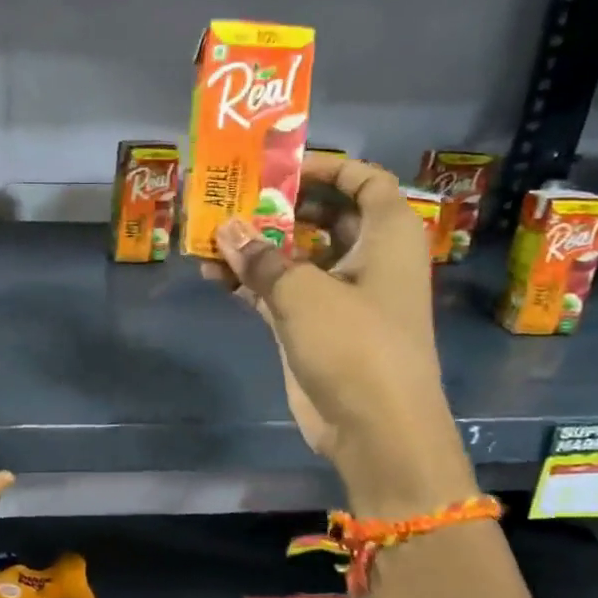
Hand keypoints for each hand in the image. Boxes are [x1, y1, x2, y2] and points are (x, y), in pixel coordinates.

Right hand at [202, 155, 476, 518]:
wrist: (375, 430)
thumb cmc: (355, 344)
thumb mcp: (304, 291)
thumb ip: (261, 257)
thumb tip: (225, 229)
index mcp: (387, 237)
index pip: (366, 182)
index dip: (330, 167)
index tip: (283, 167)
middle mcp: (367, 260)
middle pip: (324, 217)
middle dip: (279, 207)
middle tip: (233, 197)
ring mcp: (339, 296)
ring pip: (295, 256)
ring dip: (255, 247)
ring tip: (210, 235)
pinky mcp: (314, 328)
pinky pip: (279, 292)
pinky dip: (250, 283)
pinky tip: (212, 275)